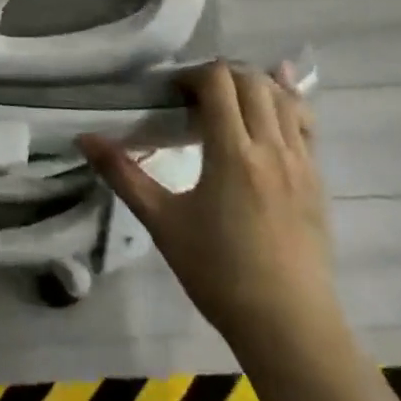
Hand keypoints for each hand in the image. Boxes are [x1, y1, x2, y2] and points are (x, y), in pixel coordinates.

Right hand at [81, 62, 335, 361]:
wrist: (288, 326)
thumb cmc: (218, 273)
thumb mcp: (162, 222)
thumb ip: (123, 174)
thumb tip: (83, 138)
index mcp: (233, 152)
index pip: (219, 83)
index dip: (192, 74)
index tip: (171, 92)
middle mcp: (272, 146)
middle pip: (252, 81)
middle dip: (221, 74)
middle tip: (195, 94)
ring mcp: (302, 162)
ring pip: (284, 97)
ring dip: (255, 84)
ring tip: (230, 98)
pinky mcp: (317, 179)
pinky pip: (307, 124)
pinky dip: (289, 103)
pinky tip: (278, 99)